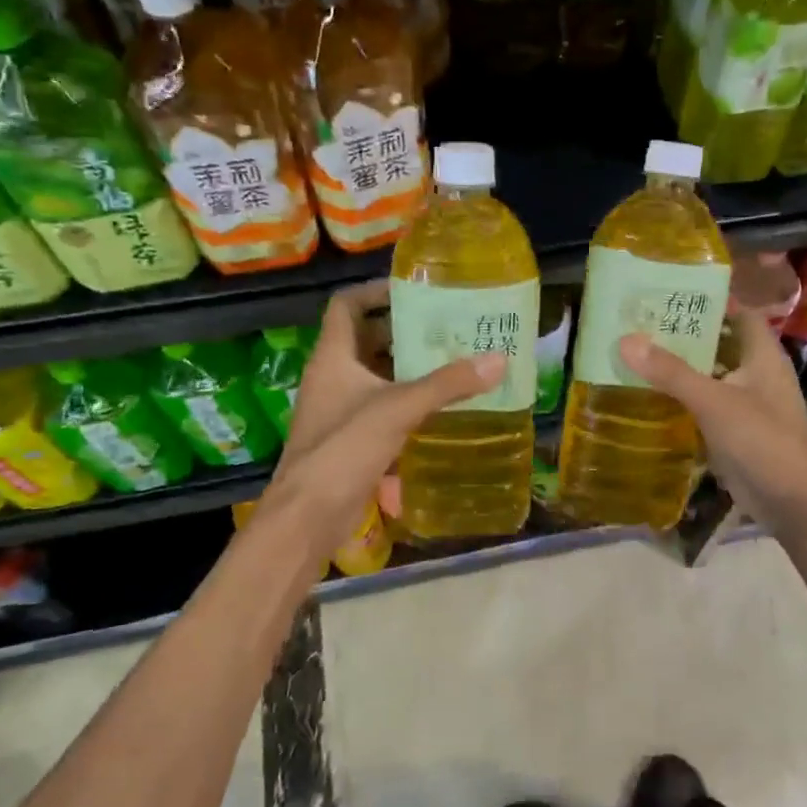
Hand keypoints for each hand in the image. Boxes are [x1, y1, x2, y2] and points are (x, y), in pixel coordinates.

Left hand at [260, 280, 504, 553]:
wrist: (308, 516)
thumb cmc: (344, 449)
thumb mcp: (398, 408)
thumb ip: (447, 384)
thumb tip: (498, 360)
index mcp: (333, 357)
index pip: (346, 305)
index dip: (376, 291)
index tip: (415, 290)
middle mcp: (333, 377)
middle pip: (368, 339)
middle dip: (406, 331)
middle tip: (449, 326)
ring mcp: (341, 410)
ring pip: (378, 376)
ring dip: (410, 368)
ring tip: (454, 360)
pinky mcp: (352, 440)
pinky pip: (384, 408)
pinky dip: (409, 402)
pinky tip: (442, 406)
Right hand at [617, 311, 806, 528]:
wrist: (791, 502)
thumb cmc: (761, 440)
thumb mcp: (713, 401)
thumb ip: (671, 372)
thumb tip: (626, 340)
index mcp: (763, 355)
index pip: (740, 312)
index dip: (711, 299)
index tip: (672, 292)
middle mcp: (757, 373)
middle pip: (721, 342)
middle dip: (686, 333)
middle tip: (643, 322)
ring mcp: (748, 403)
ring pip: (712, 374)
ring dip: (682, 366)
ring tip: (639, 352)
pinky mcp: (737, 429)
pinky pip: (707, 403)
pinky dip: (684, 397)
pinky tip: (652, 394)